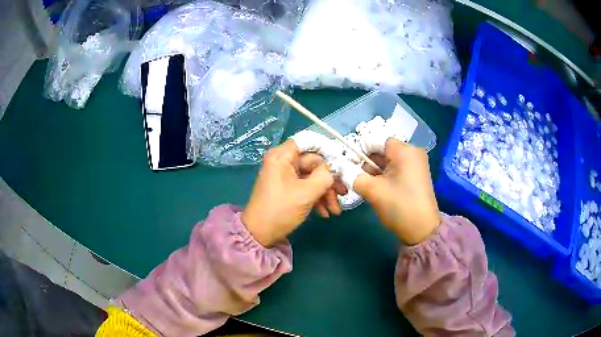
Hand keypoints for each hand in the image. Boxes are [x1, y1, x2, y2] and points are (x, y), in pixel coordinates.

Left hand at [242, 141, 335, 246]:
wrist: (260, 234)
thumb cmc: (280, 210)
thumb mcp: (306, 193)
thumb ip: (325, 176)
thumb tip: (335, 169)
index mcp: (282, 156)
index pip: (308, 142)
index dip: (327, 149)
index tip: (342, 162)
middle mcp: (282, 162)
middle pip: (313, 163)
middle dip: (329, 180)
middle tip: (343, 193)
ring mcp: (285, 176)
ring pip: (311, 177)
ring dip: (325, 193)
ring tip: (335, 210)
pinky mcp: (287, 188)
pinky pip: (305, 187)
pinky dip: (316, 197)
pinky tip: (325, 213)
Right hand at [354, 139, 440, 244]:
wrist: (422, 230)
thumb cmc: (398, 206)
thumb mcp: (372, 190)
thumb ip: (353, 175)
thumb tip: (342, 168)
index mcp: (404, 150)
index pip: (375, 140)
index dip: (360, 151)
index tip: (348, 166)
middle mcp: (412, 152)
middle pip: (382, 150)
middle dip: (366, 163)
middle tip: (355, 178)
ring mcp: (416, 164)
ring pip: (388, 161)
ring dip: (374, 171)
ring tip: (366, 187)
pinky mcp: (416, 175)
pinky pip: (395, 169)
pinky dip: (384, 176)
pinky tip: (378, 189)